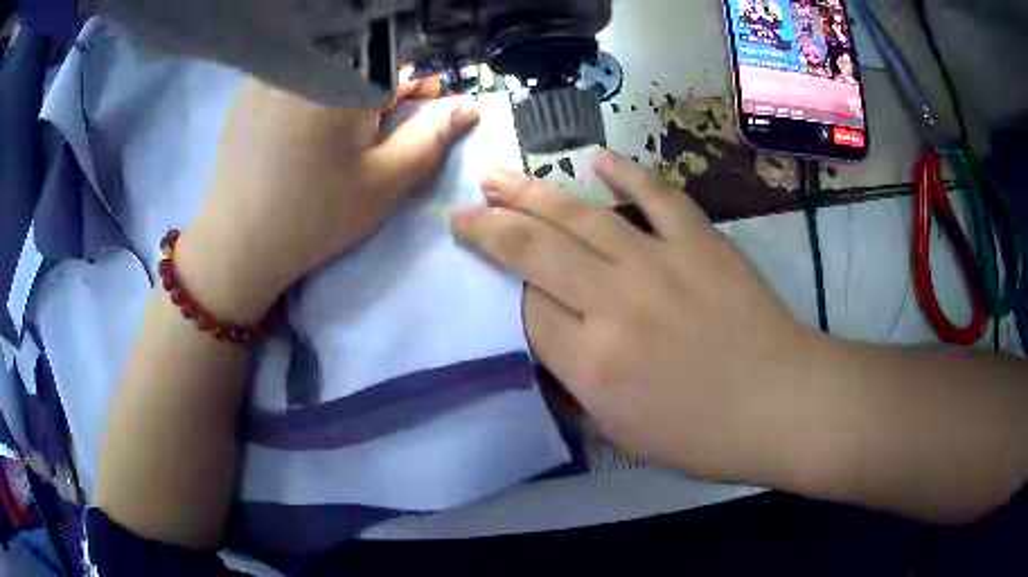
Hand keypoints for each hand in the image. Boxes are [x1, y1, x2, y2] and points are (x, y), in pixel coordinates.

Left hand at [178, 78, 478, 321]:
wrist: (237, 245)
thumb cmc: (315, 216)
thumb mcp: (384, 182)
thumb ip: (430, 138)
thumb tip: (466, 106)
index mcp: (343, 79)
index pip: (396, 61)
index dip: (414, 85)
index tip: (420, 108)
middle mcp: (304, 64)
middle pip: (359, 59)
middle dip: (378, 87)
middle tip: (378, 127)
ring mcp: (269, 75)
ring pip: (326, 67)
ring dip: (344, 89)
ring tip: (338, 133)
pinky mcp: (247, 93)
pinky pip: (293, 77)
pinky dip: (309, 93)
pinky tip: (302, 131)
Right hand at [452, 151, 819, 479]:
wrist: (780, 404)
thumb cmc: (704, 436)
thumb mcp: (624, 434)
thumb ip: (578, 388)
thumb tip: (553, 347)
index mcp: (592, 364)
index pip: (527, 312)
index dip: (508, 294)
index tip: (504, 284)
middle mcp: (614, 304)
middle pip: (534, 250)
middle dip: (489, 227)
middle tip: (462, 209)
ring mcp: (659, 263)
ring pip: (580, 215)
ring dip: (532, 192)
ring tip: (498, 176)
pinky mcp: (699, 241)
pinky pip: (657, 196)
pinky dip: (628, 174)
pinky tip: (599, 159)